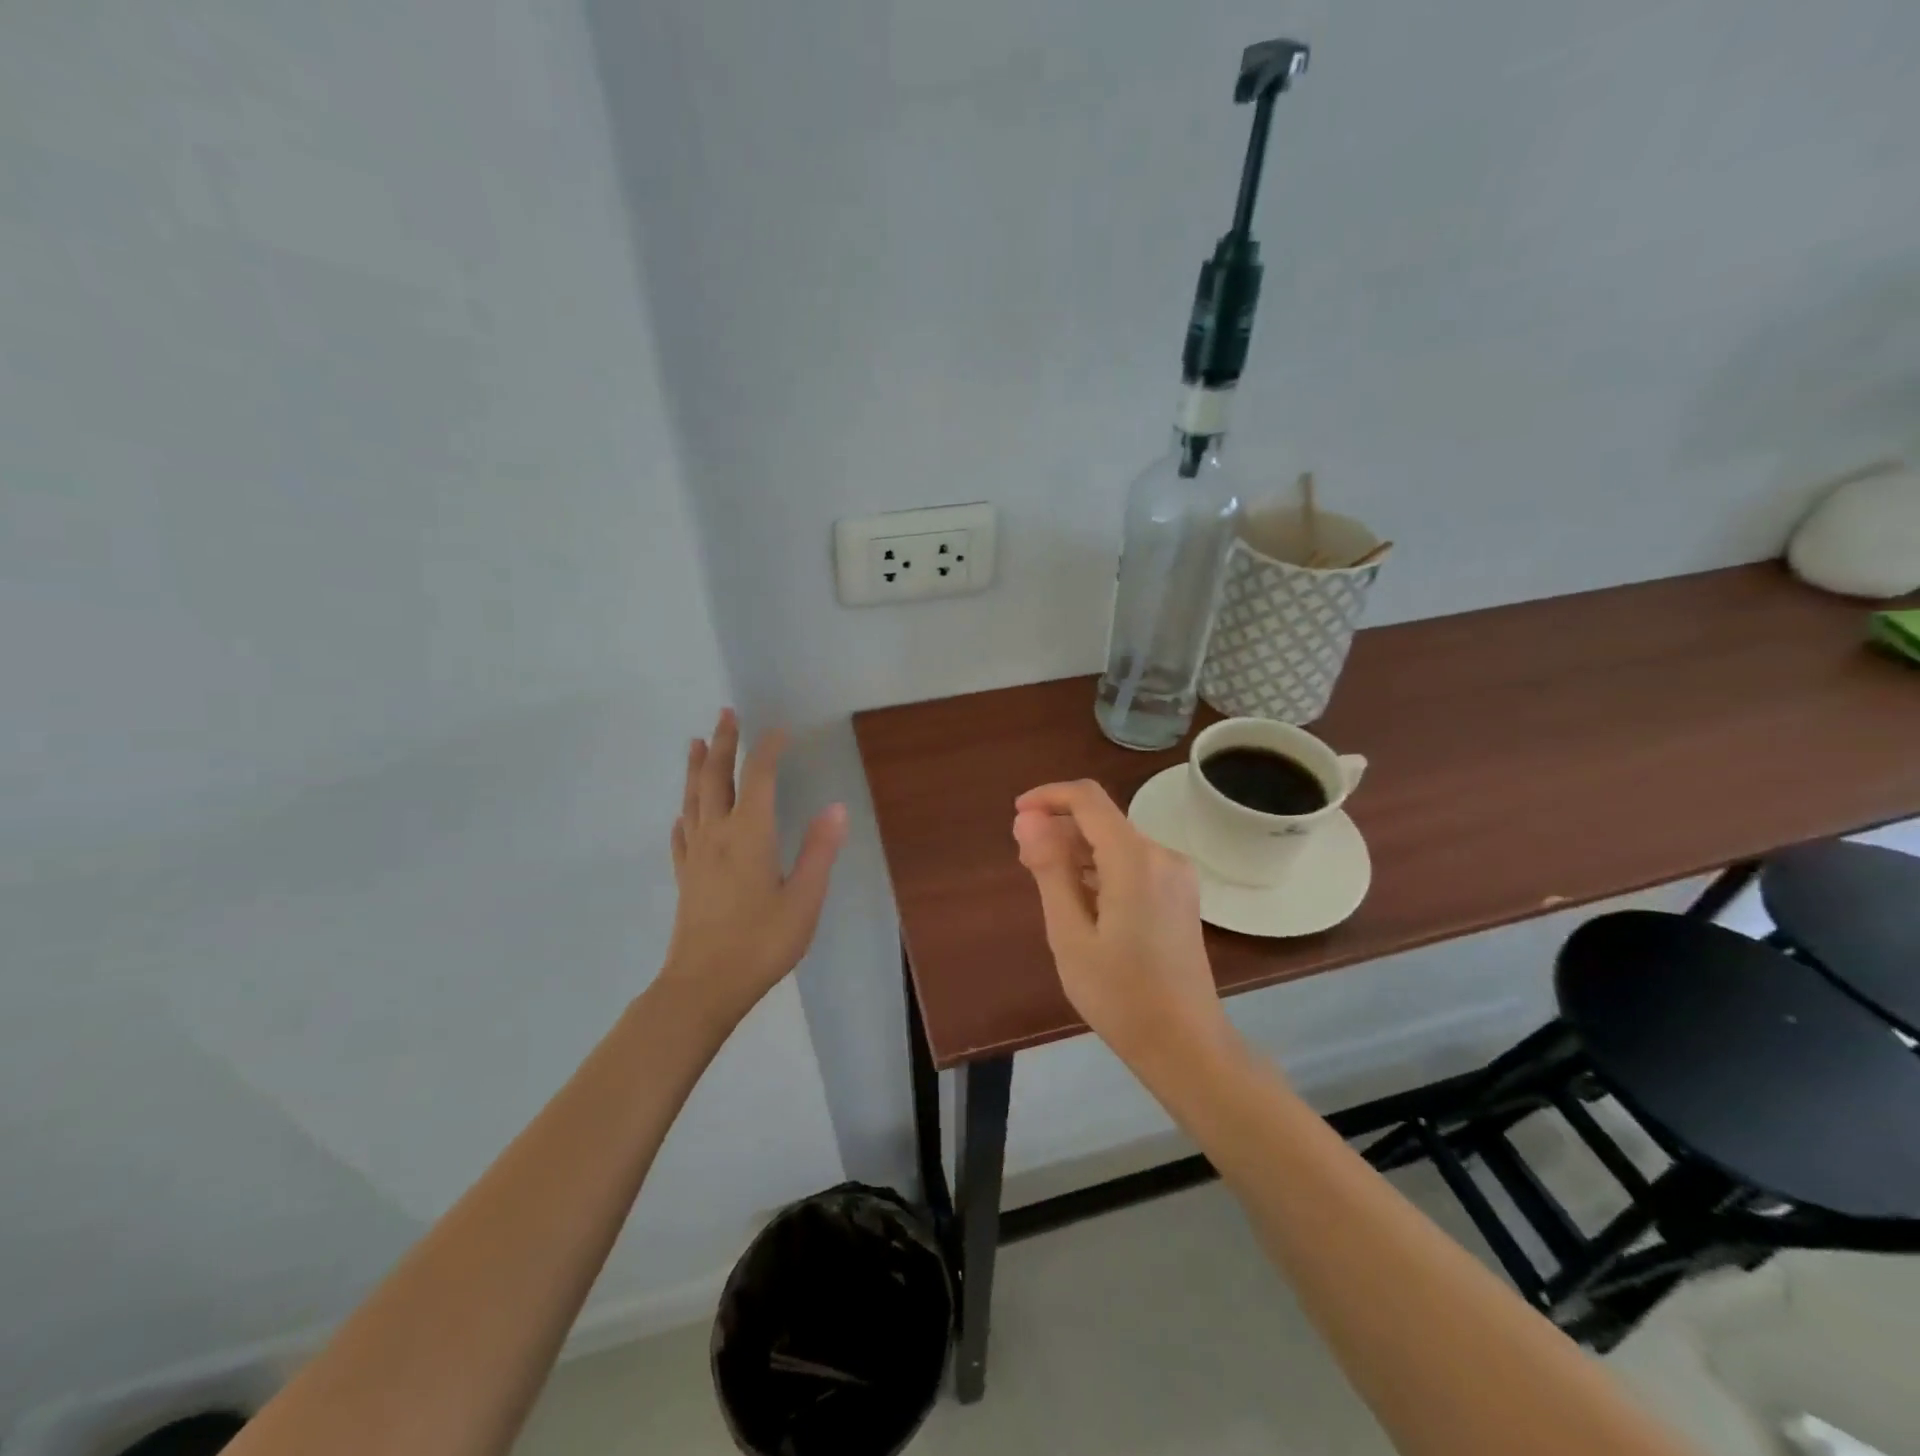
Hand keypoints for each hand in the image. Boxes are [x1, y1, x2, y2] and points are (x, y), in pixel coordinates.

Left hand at [663, 710, 846, 1024]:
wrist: (703, 986)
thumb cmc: (761, 942)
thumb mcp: (804, 899)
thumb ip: (819, 850)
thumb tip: (836, 807)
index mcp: (750, 834)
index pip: (760, 778)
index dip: (768, 750)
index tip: (779, 730)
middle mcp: (718, 835)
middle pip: (717, 778)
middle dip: (723, 744)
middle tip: (726, 714)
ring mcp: (695, 856)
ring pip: (693, 799)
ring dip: (697, 768)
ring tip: (696, 743)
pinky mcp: (685, 877)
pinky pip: (681, 834)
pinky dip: (684, 813)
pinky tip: (683, 813)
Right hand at [1012, 780, 1231, 1069]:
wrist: (1186, 1046)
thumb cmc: (1120, 996)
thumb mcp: (1070, 934)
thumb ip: (1049, 869)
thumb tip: (1028, 819)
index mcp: (1135, 859)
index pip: (1088, 799)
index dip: (1048, 797)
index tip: (1016, 816)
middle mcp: (1162, 855)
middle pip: (1103, 820)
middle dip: (1060, 829)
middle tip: (1025, 865)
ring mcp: (1177, 875)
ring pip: (1117, 842)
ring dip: (1079, 852)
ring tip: (1048, 886)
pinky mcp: (1180, 894)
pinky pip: (1133, 863)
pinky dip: (1102, 869)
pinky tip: (1083, 901)